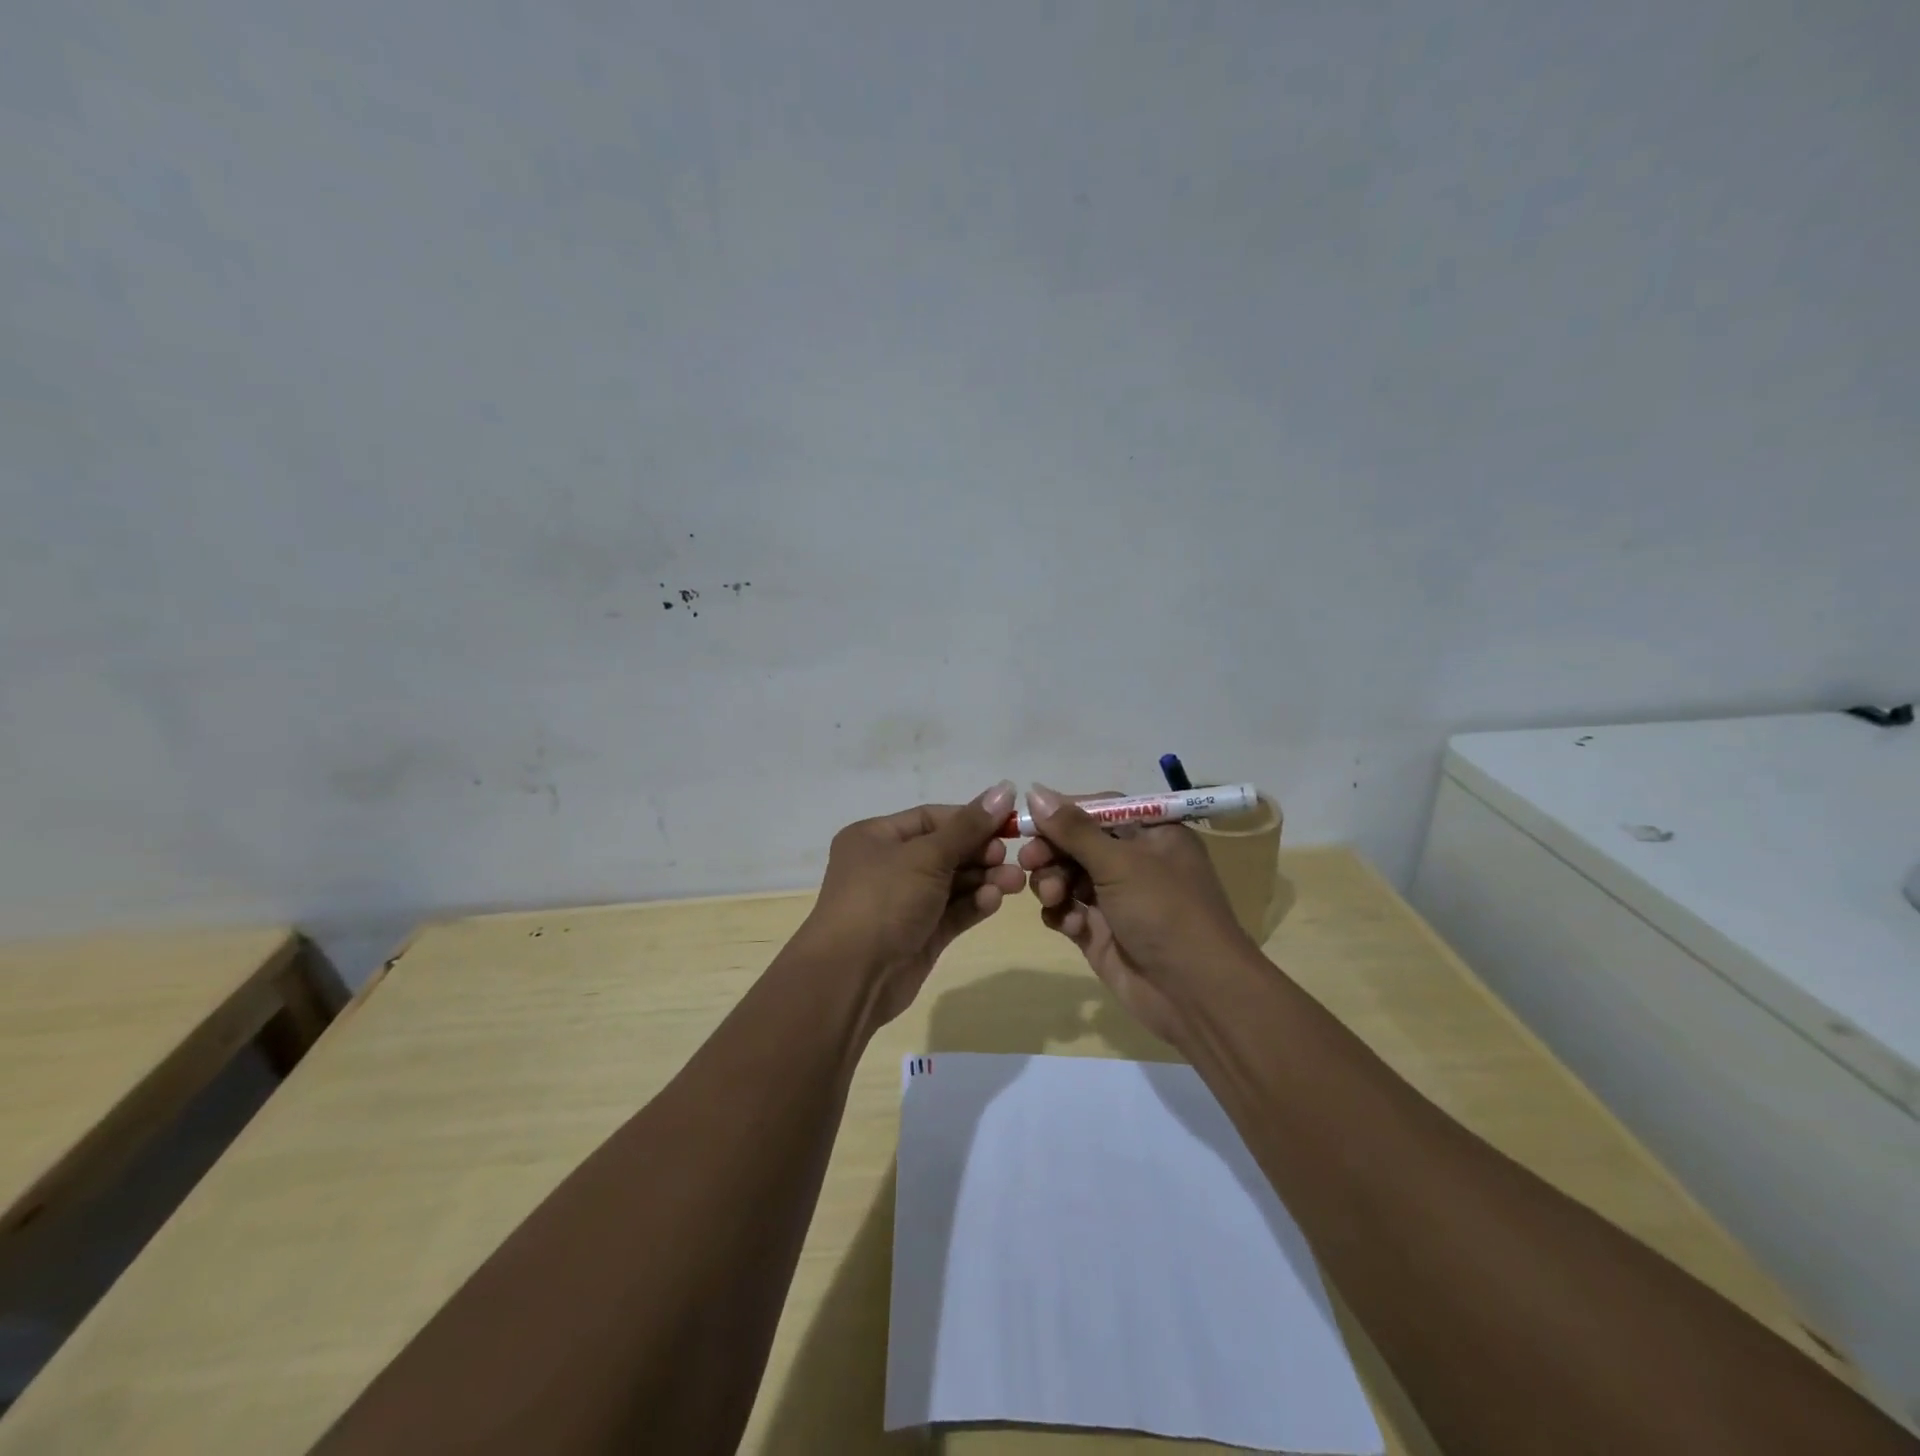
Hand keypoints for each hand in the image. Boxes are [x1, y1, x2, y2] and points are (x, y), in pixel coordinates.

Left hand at [802, 781, 1024, 1027]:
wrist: (851, 977)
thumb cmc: (883, 900)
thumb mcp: (926, 856)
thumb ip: (969, 827)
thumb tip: (1005, 788)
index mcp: (877, 837)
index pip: (931, 818)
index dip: (970, 819)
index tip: (1008, 823)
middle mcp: (889, 866)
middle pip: (945, 850)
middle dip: (980, 852)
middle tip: (1009, 857)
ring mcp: (905, 902)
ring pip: (953, 883)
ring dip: (984, 879)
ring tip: (1015, 881)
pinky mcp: (920, 934)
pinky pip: (952, 911)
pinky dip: (974, 904)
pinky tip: (994, 901)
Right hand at [1017, 784, 1255, 1046]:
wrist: (1195, 994)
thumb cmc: (1165, 912)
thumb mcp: (1121, 863)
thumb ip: (1074, 829)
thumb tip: (1034, 790)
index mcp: (1152, 834)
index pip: (1098, 810)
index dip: (1063, 813)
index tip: (1030, 821)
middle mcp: (1133, 862)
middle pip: (1076, 844)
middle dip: (1052, 852)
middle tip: (1029, 862)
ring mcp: (1116, 899)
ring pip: (1066, 877)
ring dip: (1053, 884)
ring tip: (1054, 898)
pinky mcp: (1101, 932)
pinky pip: (1068, 911)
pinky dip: (1063, 914)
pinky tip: (1070, 926)